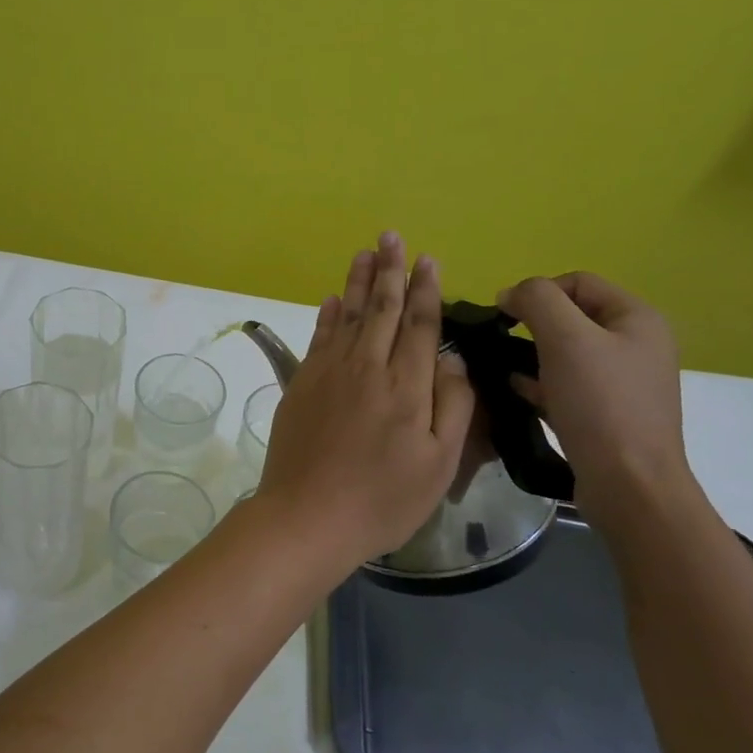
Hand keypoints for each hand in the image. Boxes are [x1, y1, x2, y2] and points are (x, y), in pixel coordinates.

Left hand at [255, 232, 475, 571]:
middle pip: (382, 310)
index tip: (428, 259)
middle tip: (391, 236)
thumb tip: (449, 357)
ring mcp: (328, 373)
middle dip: (389, 270)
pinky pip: (318, 338)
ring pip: (349, 316)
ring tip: (364, 253)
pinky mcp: (301, 384)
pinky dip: (328, 315)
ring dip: (359, 283)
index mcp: (406, 386)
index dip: (426, 290)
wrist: (307, 516)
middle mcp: (366, 368)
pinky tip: (333, 300)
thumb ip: (451, 405)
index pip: (420, 325)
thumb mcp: (438, 463)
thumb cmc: (383, 499)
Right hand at [495, 273, 694, 519]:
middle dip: (532, 324)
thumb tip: (510, 294)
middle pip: (572, 316)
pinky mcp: (607, 412)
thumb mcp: (565, 338)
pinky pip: (567, 383)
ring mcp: (624, 381)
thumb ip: (536, 300)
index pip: (577, 281)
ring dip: (532, 354)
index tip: (503, 316)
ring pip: (567, 351)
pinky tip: (515, 390)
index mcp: (637, 318)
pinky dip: (539, 382)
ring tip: (502, 366)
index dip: (537, 291)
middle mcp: (637, 344)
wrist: (628, 483)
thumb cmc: (600, 403)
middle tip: (501, 342)